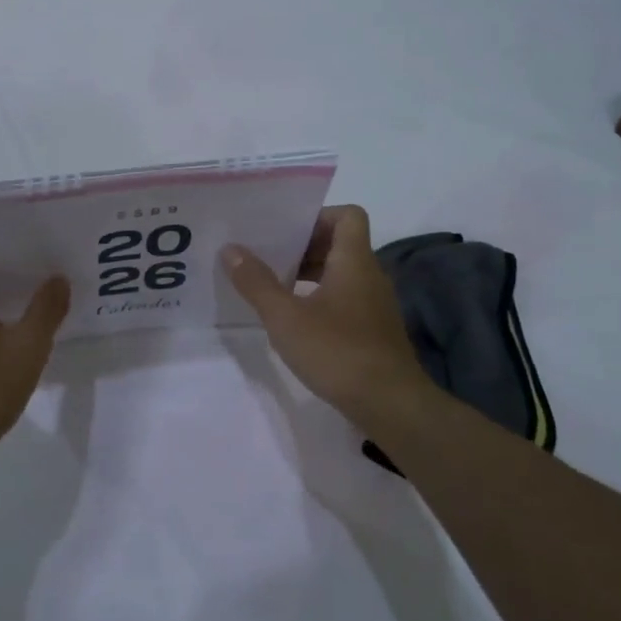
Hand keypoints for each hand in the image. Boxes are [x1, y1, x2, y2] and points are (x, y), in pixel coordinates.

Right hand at [222, 205, 433, 436]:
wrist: (390, 405)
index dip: (318, 216)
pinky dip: (320, 299)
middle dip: (303, 246)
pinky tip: (296, 321)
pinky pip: (345, 298)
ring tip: (274, 287)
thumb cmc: (337, 351)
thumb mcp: (286, 317)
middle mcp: (370, 275)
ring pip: (341, 273)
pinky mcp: (373, 331)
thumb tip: (230, 249)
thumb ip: (256, 282)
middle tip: (268, 256)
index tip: (286, 231)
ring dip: (309, 274)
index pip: (348, 215)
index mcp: (354, 261)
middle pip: (340, 243)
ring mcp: (375, 305)